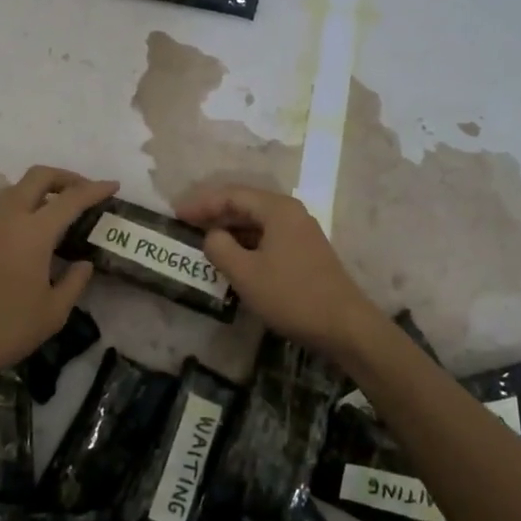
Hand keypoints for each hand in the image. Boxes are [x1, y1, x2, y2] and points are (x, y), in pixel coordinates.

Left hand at [0, 166, 116, 390]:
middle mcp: (6, 219)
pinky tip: (26, 239)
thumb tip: (83, 264)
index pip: (71, 199)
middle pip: (37, 176)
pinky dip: (20, 211)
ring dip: (39, 192)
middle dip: (65, 176)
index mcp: (33, 233)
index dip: (95, 189)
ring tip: (57, 213)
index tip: (113, 185)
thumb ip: (74, 282)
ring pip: (14, 191)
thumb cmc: (5, 330)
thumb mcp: (52, 313)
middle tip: (83, 191)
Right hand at [176, 184, 387, 363]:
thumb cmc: (291, 295)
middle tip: (186, 224)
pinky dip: (246, 243)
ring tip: (203, 240)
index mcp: (277, 209)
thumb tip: (212, 235)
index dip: (201, 202)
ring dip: (230, 229)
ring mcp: (300, 232)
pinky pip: (268, 237)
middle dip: (214, 213)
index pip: (231, 194)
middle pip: (245, 204)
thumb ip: (220, 248)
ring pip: (257, 222)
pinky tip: (232, 258)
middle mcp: (290, 212)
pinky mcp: (305, 252)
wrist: (344, 326)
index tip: (176, 214)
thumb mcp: (245, 273)